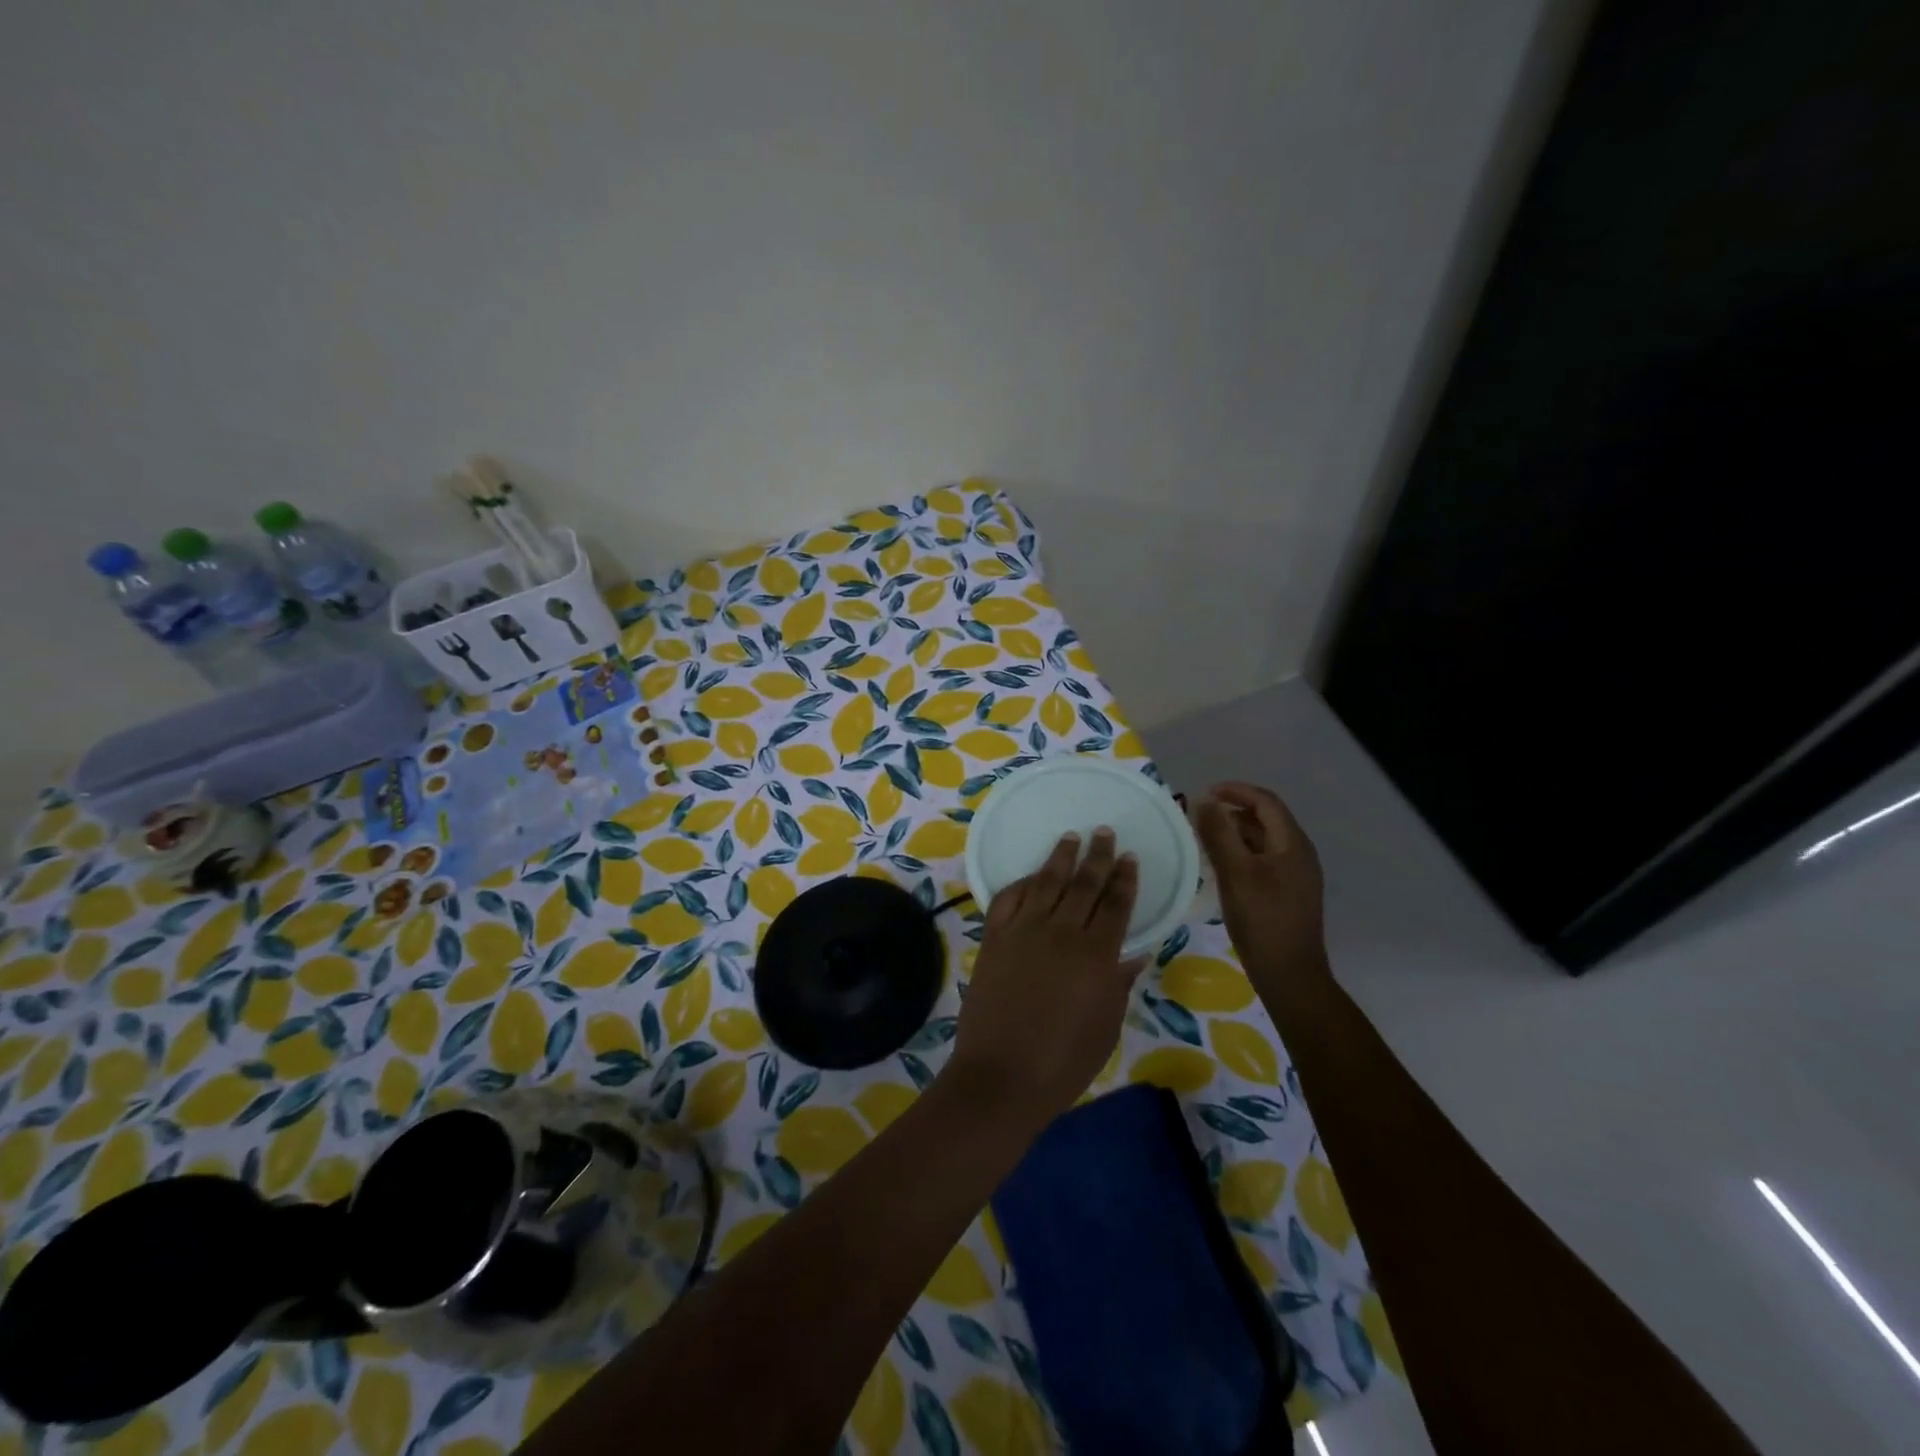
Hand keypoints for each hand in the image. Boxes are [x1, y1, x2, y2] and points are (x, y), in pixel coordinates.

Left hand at [946, 829, 1142, 1128]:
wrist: (1001, 1076)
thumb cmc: (1063, 1062)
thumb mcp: (1105, 1027)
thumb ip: (1118, 985)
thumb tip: (1134, 954)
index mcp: (1097, 955)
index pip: (1116, 905)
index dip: (1125, 879)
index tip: (1130, 858)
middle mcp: (1062, 932)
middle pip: (1084, 884)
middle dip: (1097, 856)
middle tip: (1104, 832)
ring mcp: (1024, 931)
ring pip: (1046, 882)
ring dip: (1060, 858)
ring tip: (1071, 838)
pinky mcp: (994, 938)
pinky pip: (1009, 898)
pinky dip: (1022, 883)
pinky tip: (1031, 876)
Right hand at [1196, 783, 1329, 989]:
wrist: (1289, 974)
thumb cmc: (1262, 920)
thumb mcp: (1235, 873)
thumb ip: (1219, 833)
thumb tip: (1204, 801)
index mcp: (1292, 844)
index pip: (1266, 802)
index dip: (1236, 791)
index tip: (1204, 793)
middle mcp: (1299, 854)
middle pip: (1266, 819)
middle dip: (1232, 811)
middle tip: (1199, 817)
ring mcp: (1296, 875)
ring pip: (1263, 841)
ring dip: (1234, 833)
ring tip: (1203, 838)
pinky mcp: (1288, 893)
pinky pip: (1263, 860)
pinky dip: (1241, 853)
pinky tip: (1220, 867)